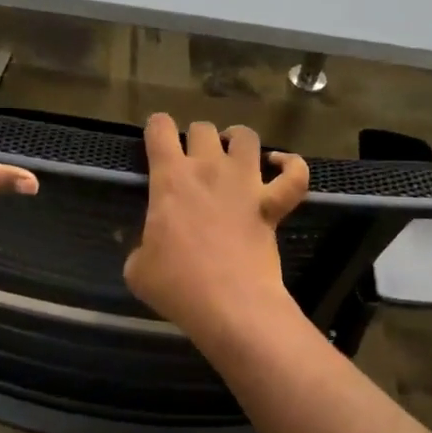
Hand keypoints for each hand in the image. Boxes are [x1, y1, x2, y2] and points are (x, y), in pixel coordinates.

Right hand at [123, 115, 309, 343]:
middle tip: (191, 161)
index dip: (156, 128)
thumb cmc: (177, 284)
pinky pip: (294, 174)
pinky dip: (290, 165)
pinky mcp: (273, 204)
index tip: (155, 140)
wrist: (230, 304)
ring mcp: (246, 183)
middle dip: (194, 138)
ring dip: (236, 140)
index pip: (159, 129)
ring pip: (246, 137)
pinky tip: (279, 164)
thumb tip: (148, 249)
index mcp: (170, 178)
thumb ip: (140, 247)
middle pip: (202, 128)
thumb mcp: (137, 268)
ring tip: (231, 153)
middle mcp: (208, 169)